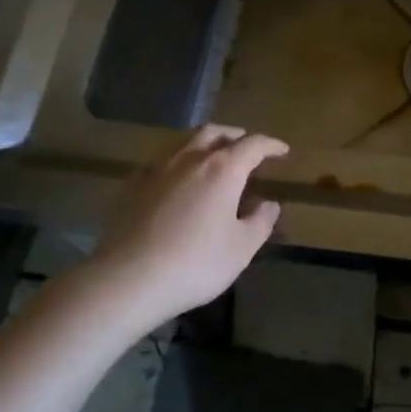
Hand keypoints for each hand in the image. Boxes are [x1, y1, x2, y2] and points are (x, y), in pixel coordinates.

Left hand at [84, 125, 287, 325]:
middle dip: (235, 136)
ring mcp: (156, 169)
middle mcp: (189, 159)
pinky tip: (176, 179)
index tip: (282, 150)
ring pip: (184, 142)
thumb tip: (269, 204)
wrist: (128, 279)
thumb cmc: (196, 263)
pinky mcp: (131, 186)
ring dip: (204, 144)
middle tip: (247, 146)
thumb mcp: (241, 248)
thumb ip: (260, 222)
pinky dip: (177, 162)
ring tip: (213, 158)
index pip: (253, 145)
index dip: (270, 145)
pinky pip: (160, 162)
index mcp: (222, 169)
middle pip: (215, 133)